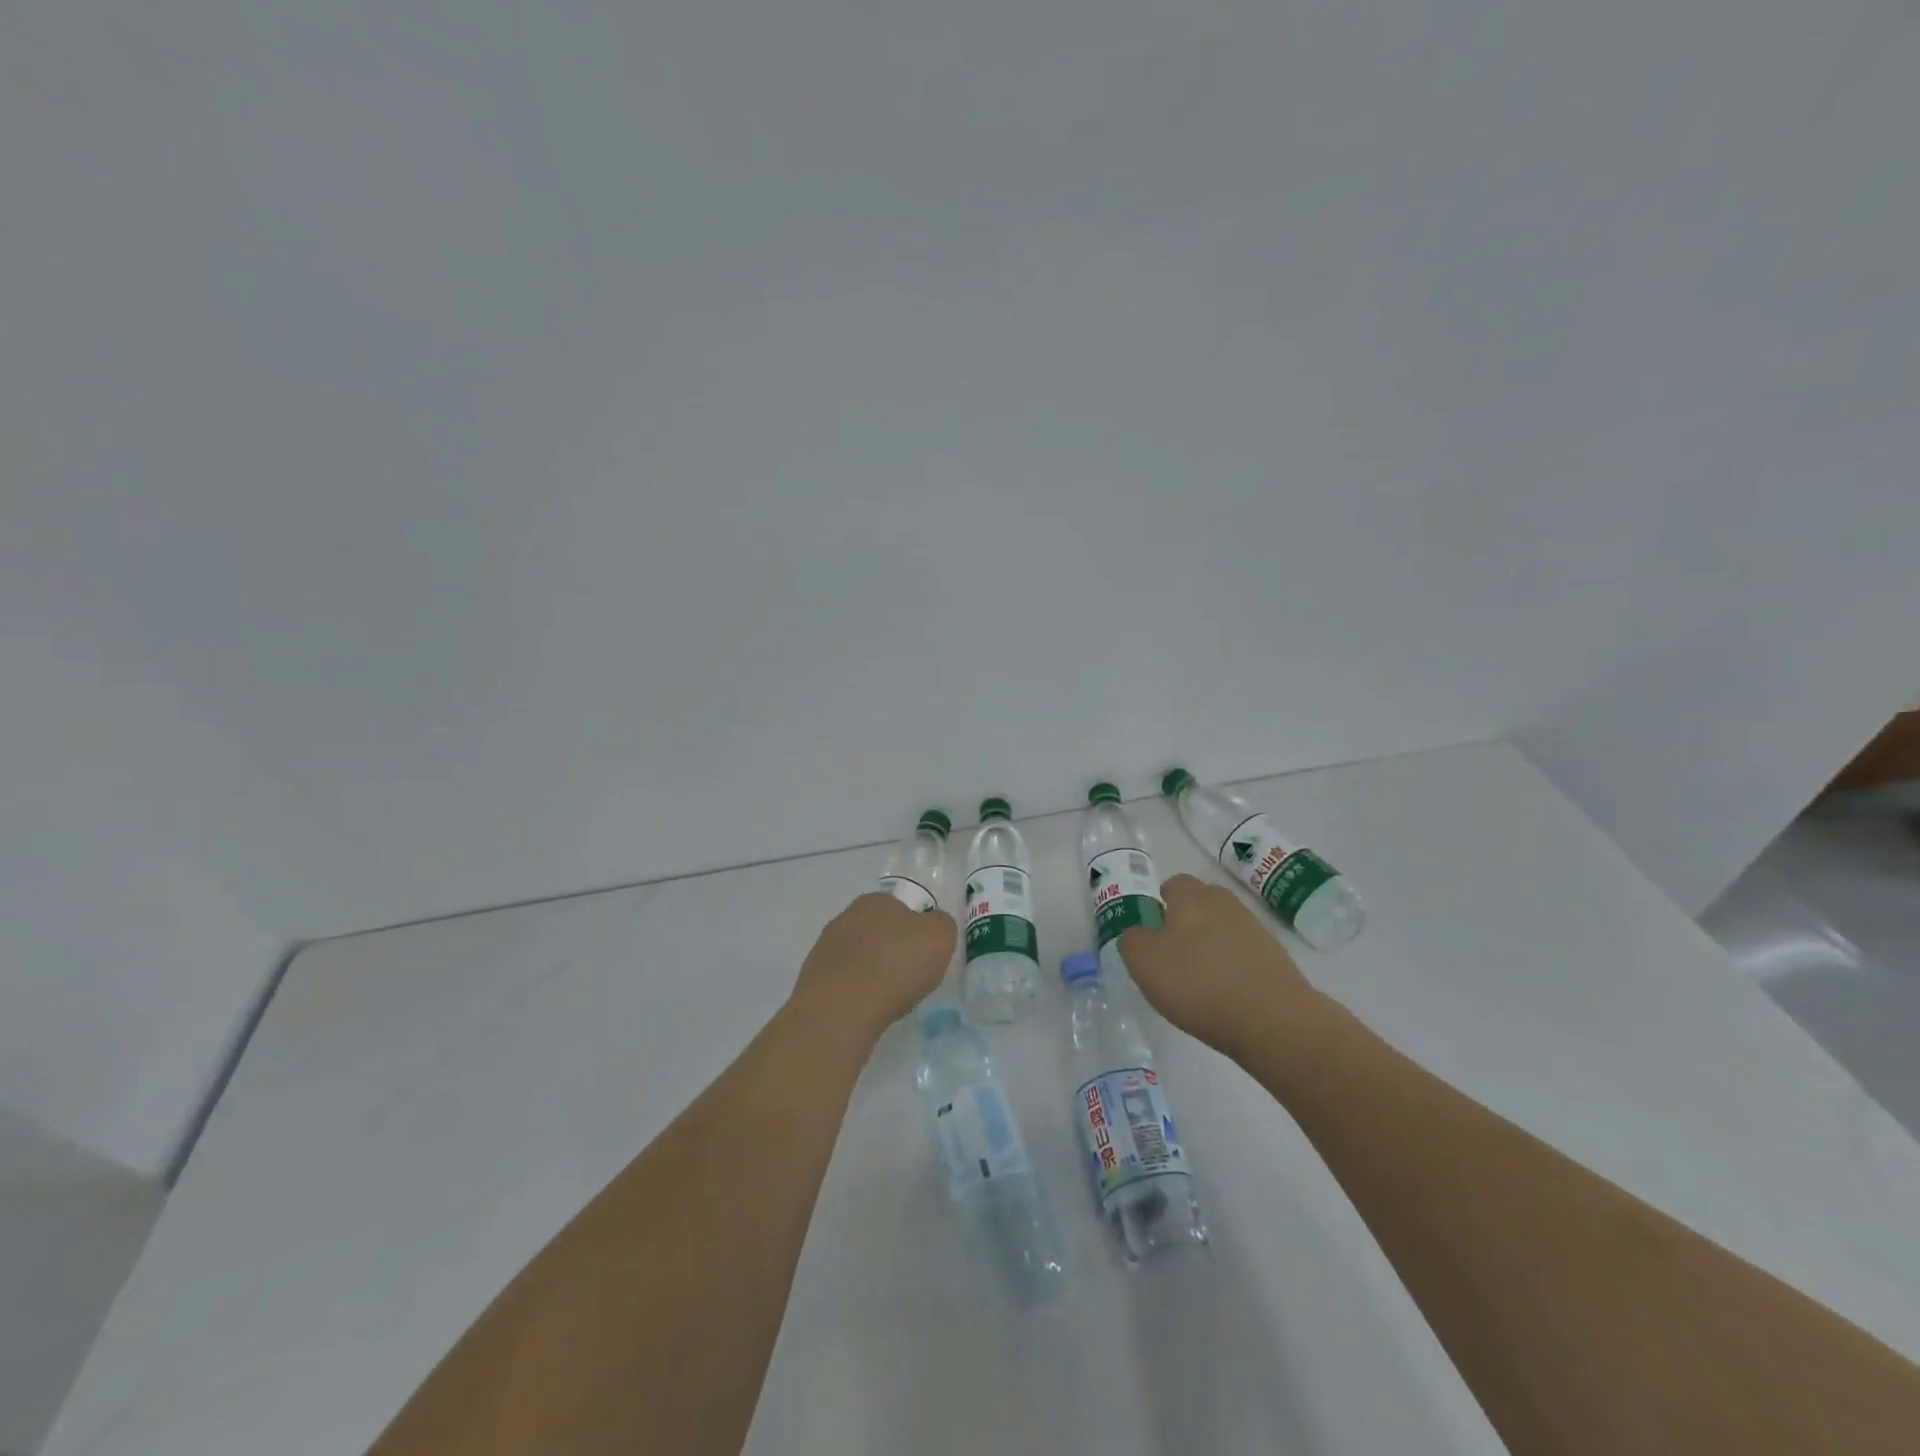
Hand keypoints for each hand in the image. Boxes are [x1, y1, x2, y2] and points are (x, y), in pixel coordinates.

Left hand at [790, 892, 956, 1045]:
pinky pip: (843, 982)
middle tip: (908, 978)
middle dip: (892, 951)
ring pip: (858, 957)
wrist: (841, 1009)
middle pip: (878, 932)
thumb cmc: (896, 965)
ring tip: (886, 999)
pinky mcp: (811, 979)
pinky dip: (855, 993)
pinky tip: (865, 1009)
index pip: (901, 909)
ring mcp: (824, 948)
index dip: (915, 932)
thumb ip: (942, 925)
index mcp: (876, 901)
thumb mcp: (940, 937)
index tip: (923, 956)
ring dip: (871, 972)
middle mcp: (845, 917)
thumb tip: (933, 925)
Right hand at [1119, 874, 1320, 1055]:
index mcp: (1192, 898)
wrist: (1274, 1021)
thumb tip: (1140, 933)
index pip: (1174, 884)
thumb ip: (1133, 939)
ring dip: (1210, 945)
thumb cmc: (1199, 984)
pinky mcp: (1275, 958)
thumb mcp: (1144, 962)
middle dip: (1186, 921)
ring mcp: (1254, 930)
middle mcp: (1225, 904)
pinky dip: (1232, 966)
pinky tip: (1225, 993)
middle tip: (1172, 955)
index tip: (1153, 932)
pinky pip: (1243, 952)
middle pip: (1201, 903)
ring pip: (1223, 927)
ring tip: (1199, 979)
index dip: (1161, 903)